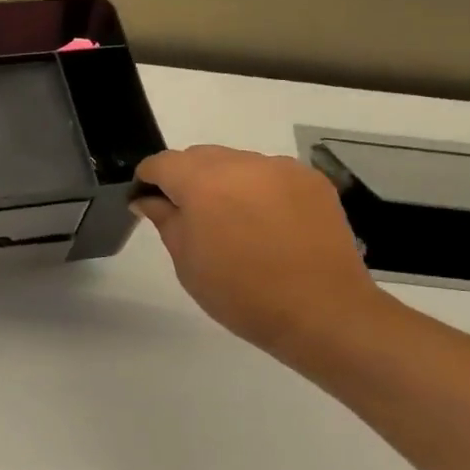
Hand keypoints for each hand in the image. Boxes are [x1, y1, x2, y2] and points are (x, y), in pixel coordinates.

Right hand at [133, 146, 388, 370]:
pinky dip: (259, 189)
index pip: (162, 163)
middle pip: (199, 157)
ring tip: (235, 222)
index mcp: (202, 183)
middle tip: (192, 217)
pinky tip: (268, 223)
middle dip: (187, 179)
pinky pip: (270, 174)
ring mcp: (280, 168)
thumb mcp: (188, 262)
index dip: (149, 179)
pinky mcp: (310, 179)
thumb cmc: (241, 294)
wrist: (322, 312)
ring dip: (225, 182)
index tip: (147, 201)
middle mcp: (240, 164)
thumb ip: (165, 220)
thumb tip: (148, 199)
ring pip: (236, 163)